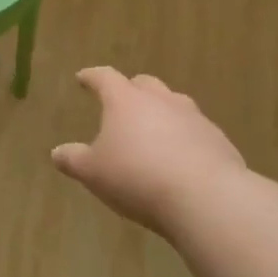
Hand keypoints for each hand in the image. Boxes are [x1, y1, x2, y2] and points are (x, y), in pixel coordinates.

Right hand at [51, 68, 247, 230]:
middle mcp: (161, 100)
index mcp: (126, 100)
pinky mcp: (220, 142)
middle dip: (131, 89)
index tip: (83, 78)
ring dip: (162, 112)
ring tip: (154, 130)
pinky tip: (182, 158)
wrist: (207, 199)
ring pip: (175, 104)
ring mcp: (195, 118)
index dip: (92, 77)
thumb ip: (73, 159)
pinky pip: (197, 131)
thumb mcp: (93, 172)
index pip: (104, 78)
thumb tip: (57, 152)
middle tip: (122, 102)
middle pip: (144, 84)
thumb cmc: (138, 177)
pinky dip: (186, 138)